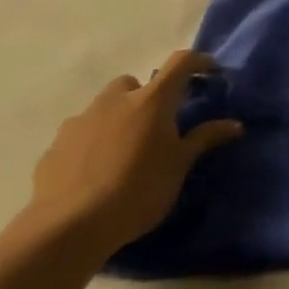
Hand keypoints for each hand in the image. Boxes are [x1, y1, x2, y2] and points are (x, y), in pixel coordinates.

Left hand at [24, 50, 241, 260]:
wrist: (69, 227)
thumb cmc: (139, 189)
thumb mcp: (180, 165)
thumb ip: (204, 139)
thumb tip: (234, 125)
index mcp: (152, 100)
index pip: (180, 63)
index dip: (198, 62)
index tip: (210, 73)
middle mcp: (114, 101)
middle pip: (132, 83)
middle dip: (146, 95)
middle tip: (158, 123)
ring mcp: (80, 122)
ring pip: (103, 107)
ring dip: (117, 117)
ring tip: (124, 149)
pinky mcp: (54, 146)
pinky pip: (80, 133)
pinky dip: (92, 141)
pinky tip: (96, 170)